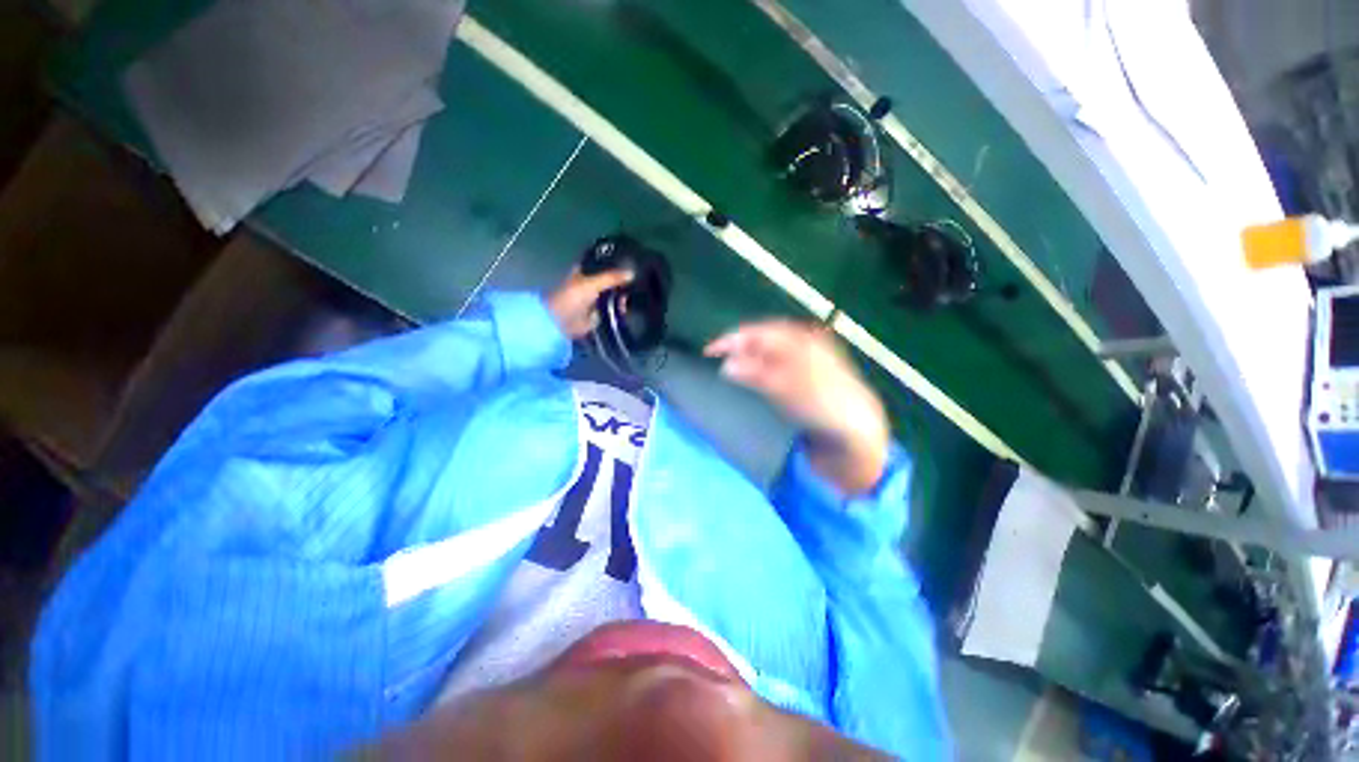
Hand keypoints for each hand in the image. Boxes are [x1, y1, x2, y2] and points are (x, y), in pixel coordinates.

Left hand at [547, 267, 632, 338]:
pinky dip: (620, 310)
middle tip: (636, 283)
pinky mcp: (599, 315)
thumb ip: (612, 278)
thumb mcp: (592, 283)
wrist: (562, 323)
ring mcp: (595, 301)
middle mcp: (590, 285)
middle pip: (610, 281)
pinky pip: (613, 310)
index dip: (615, 263)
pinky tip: (628, 308)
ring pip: (613, 295)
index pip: (602, 264)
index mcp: (584, 272)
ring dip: (621, 297)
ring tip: (635, 296)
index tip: (631, 263)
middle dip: (621, 282)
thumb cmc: (571, 298)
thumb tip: (632, 273)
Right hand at [705, 320, 889, 494]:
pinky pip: (778, 359)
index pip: (758, 332)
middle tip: (716, 356)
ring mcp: (808, 354)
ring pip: (770, 348)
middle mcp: (803, 340)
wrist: (856, 426)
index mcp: (800, 339)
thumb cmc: (821, 404)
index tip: (708, 351)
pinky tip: (754, 371)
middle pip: (764, 337)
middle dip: (739, 344)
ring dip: (749, 353)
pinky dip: (761, 363)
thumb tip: (726, 364)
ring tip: (729, 363)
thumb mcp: (785, 388)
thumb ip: (755, 373)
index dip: (731, 339)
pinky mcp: (808, 370)